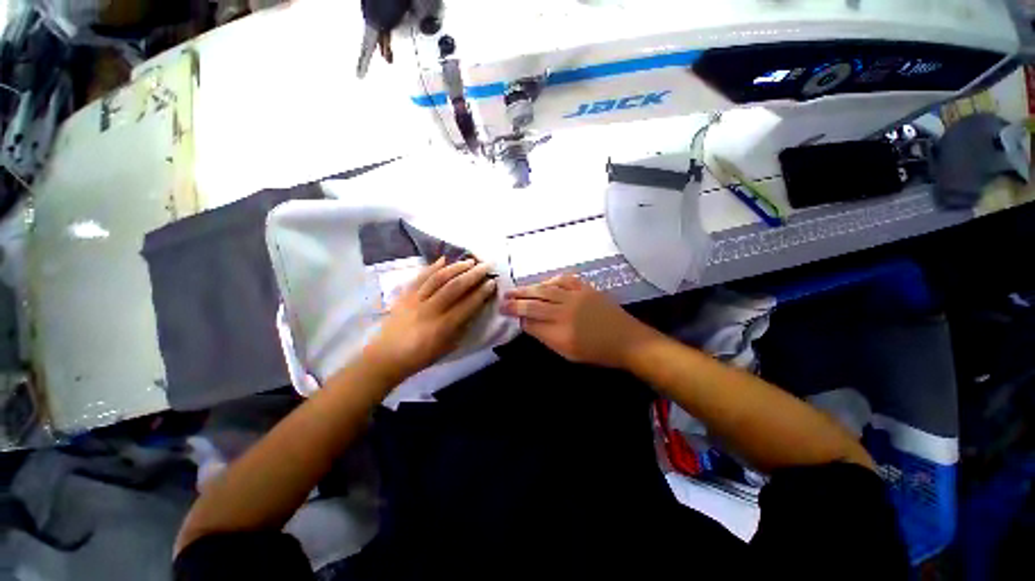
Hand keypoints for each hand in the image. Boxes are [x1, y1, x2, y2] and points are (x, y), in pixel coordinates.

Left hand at [363, 258, 496, 381]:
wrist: (387, 356)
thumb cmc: (421, 356)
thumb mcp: (448, 347)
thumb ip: (462, 326)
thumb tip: (475, 307)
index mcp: (443, 327)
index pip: (467, 305)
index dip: (482, 292)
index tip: (492, 282)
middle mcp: (430, 310)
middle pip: (455, 287)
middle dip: (473, 274)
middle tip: (486, 265)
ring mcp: (415, 300)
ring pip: (438, 278)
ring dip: (456, 267)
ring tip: (469, 261)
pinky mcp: (405, 295)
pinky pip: (419, 277)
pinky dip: (432, 267)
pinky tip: (444, 259)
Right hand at [500, 274, 656, 367]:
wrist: (626, 340)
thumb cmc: (596, 352)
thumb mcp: (568, 353)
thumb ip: (546, 337)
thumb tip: (528, 323)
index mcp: (560, 332)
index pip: (530, 321)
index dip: (517, 316)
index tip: (506, 313)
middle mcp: (564, 312)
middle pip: (533, 303)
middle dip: (515, 301)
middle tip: (502, 299)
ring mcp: (575, 297)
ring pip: (545, 289)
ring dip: (527, 289)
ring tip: (514, 289)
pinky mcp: (585, 289)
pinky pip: (563, 280)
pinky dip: (550, 280)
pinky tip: (543, 283)